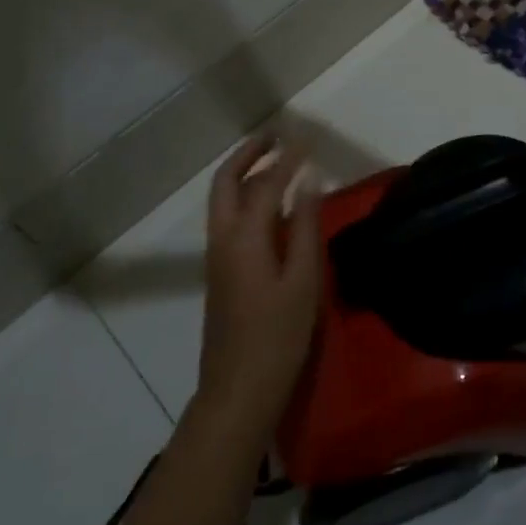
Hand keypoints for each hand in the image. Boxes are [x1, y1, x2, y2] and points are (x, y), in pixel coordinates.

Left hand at [194, 136, 323, 443]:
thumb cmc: (277, 338)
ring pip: (224, 198)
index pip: (266, 182)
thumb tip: (308, 182)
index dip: (288, 156)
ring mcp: (216, 255)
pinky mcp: (220, 271)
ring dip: (246, 171)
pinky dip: (247, 196)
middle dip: (250, 152)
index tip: (307, 135)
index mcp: (244, 236)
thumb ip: (305, 227)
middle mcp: (223, 237)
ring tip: (277, 158)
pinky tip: (273, 204)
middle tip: (277, 134)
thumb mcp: (302, 281)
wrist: (237, 391)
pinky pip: (229, 217)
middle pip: (227, 180)